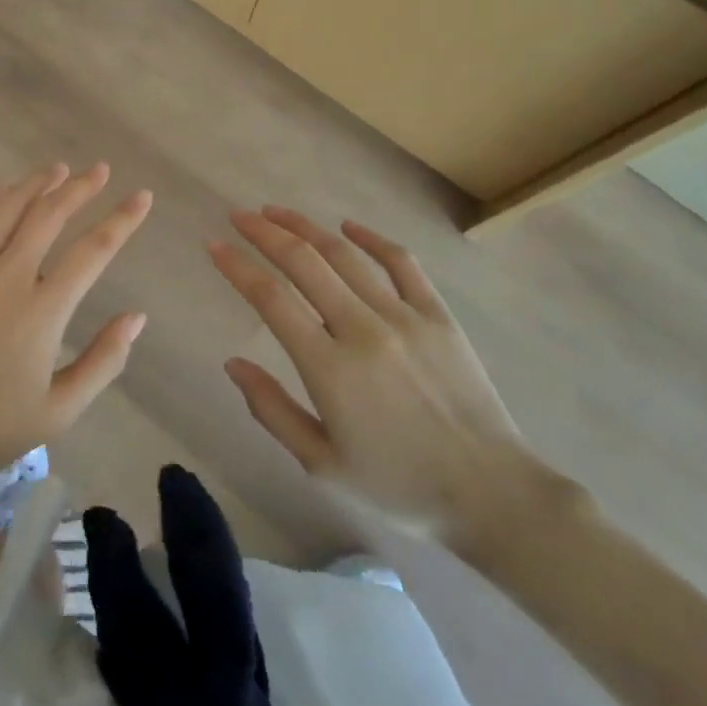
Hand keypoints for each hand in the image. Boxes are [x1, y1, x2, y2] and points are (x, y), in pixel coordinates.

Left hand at [0, 163, 152, 490]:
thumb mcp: (60, 411)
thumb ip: (104, 360)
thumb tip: (137, 316)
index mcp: (41, 312)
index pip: (93, 250)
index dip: (122, 220)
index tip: (142, 196)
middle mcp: (3, 278)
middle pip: (48, 215)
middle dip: (79, 187)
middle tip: (99, 171)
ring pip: (3, 208)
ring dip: (33, 184)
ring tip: (55, 169)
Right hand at [212, 207, 559, 543]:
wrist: (492, 494)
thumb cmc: (400, 487)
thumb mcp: (323, 465)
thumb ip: (272, 410)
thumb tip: (232, 364)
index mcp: (329, 368)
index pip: (271, 299)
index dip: (238, 267)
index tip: (214, 245)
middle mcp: (362, 329)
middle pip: (304, 263)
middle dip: (265, 233)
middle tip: (239, 217)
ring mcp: (405, 317)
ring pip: (345, 255)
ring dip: (306, 227)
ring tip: (277, 212)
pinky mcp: (439, 315)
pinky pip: (402, 263)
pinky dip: (371, 239)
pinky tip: (348, 226)